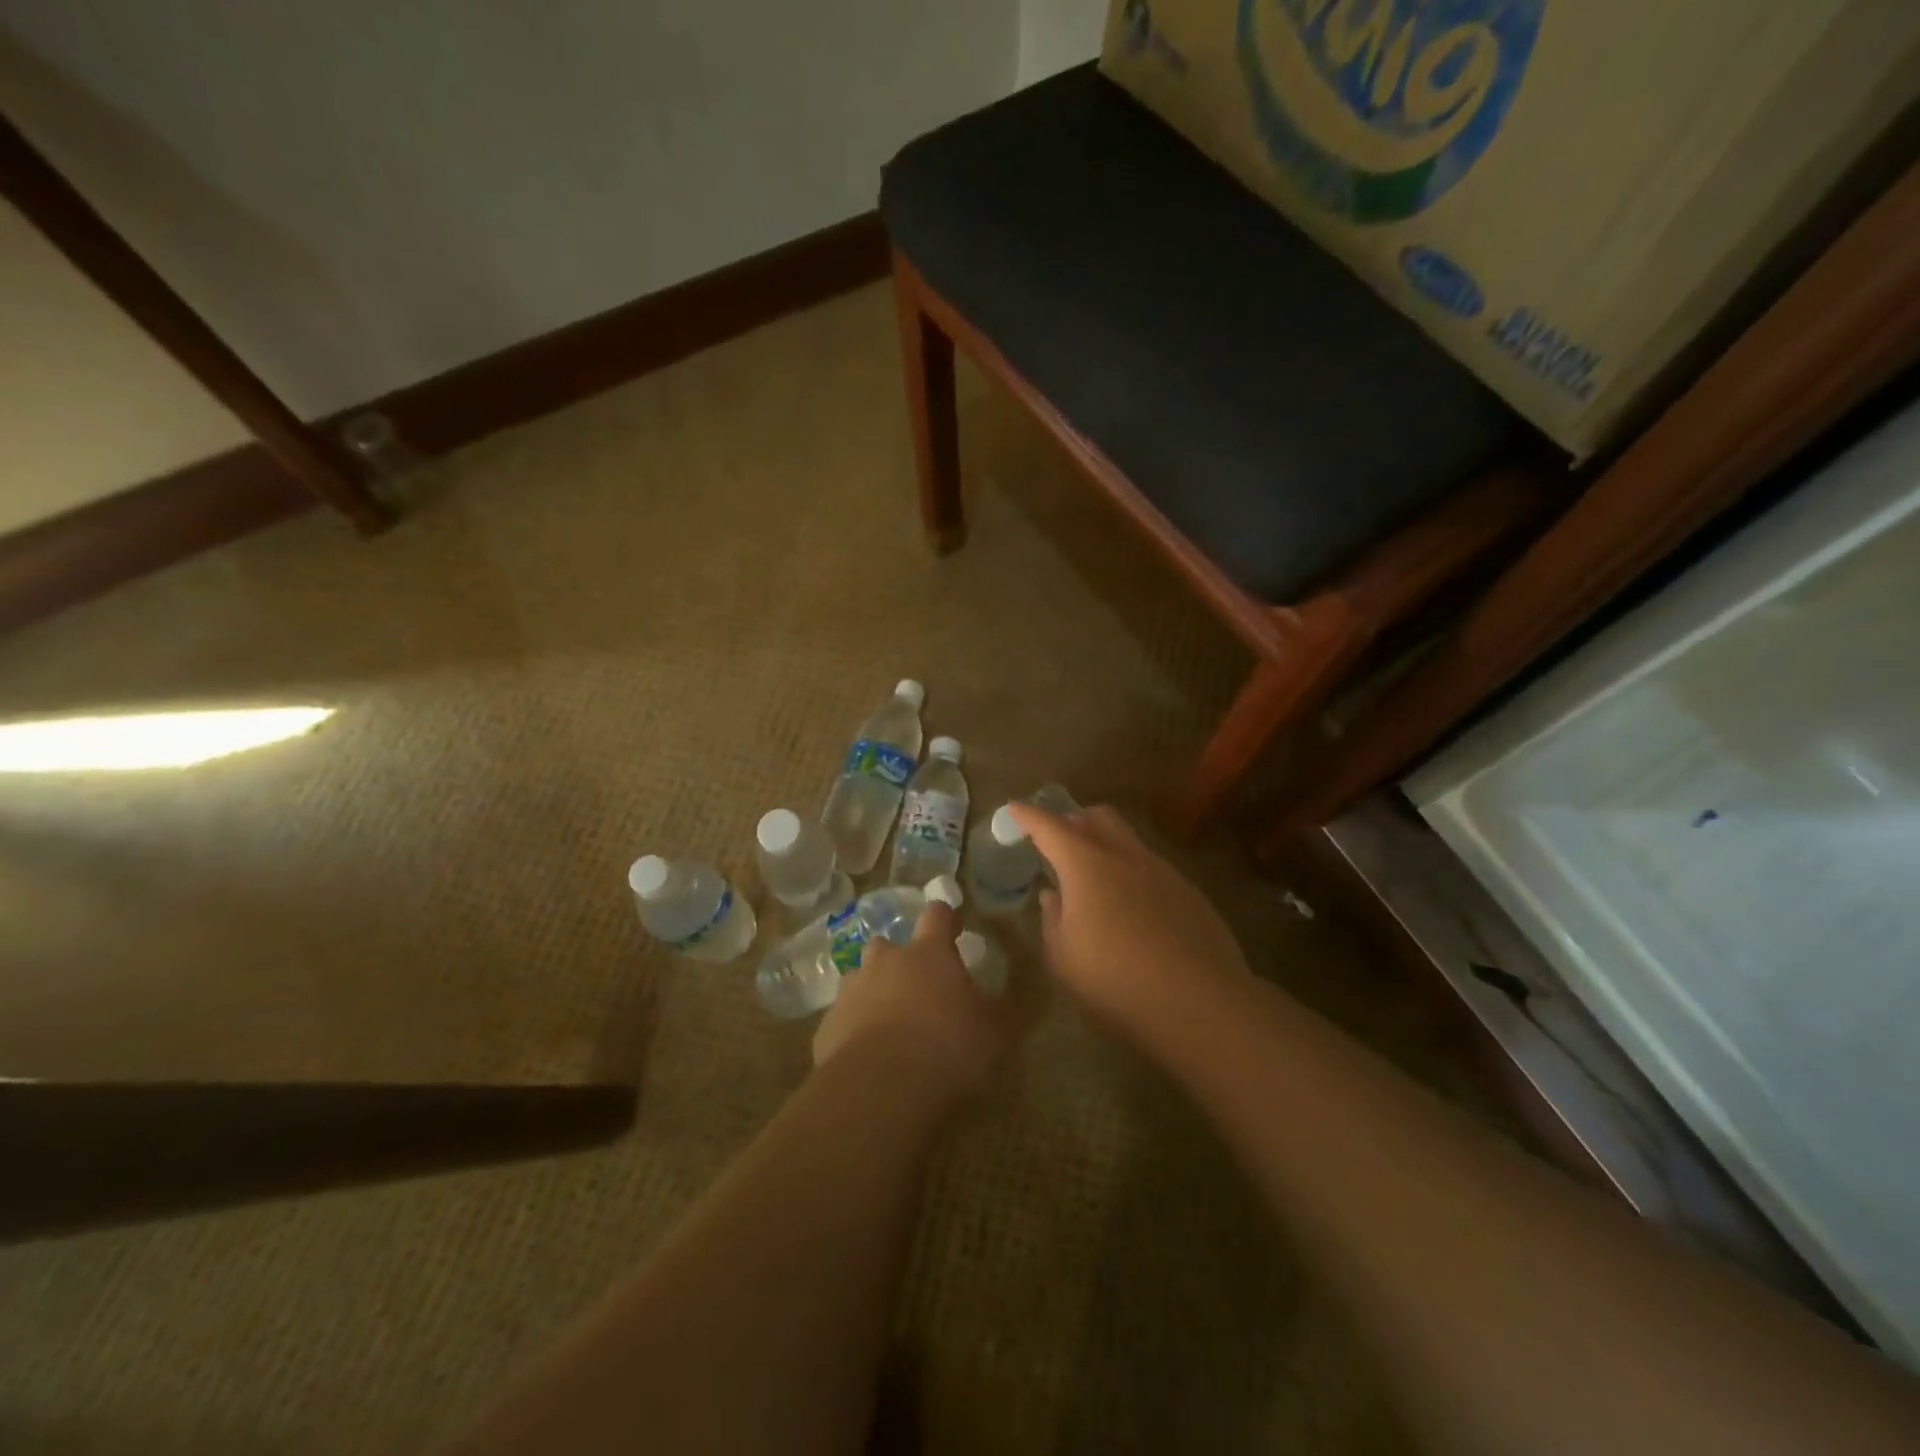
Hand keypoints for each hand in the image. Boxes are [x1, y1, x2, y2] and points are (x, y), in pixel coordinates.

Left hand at [812, 902, 1004, 1105]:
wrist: (879, 1091)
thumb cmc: (948, 1050)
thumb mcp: (993, 1033)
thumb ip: (988, 1010)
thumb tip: (987, 1001)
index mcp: (929, 954)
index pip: (937, 916)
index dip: (945, 920)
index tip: (953, 928)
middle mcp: (885, 962)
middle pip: (887, 946)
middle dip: (899, 961)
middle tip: (916, 990)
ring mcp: (851, 993)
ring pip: (859, 981)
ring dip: (873, 995)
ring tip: (889, 1028)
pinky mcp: (826, 1029)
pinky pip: (843, 1021)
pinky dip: (854, 1033)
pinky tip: (868, 1062)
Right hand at [1007, 802, 1250, 1029]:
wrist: (1201, 1003)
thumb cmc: (1116, 982)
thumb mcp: (1064, 959)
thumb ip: (1053, 920)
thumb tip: (1054, 896)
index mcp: (1087, 866)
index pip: (1050, 827)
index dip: (1029, 816)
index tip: (1014, 809)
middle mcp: (1126, 857)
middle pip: (1098, 817)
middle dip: (1073, 819)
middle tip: (1058, 841)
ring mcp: (1163, 872)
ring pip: (1129, 839)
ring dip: (1106, 845)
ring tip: (1095, 878)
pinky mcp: (1189, 892)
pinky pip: (1152, 868)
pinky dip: (1132, 873)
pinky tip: (1133, 909)